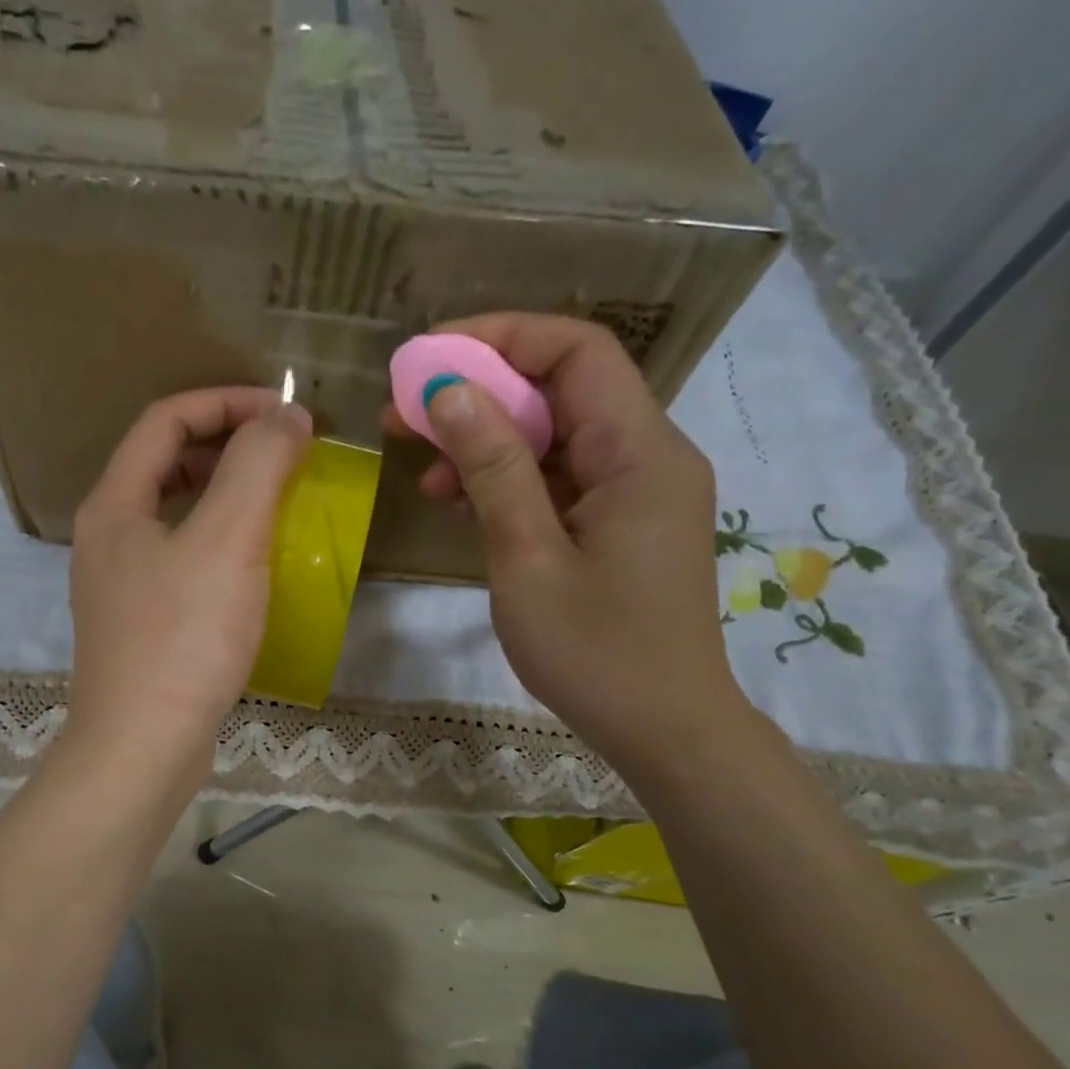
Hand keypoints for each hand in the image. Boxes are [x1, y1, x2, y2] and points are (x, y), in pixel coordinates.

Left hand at [66, 387, 312, 789]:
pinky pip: (180, 560)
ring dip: (223, 495)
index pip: (165, 420)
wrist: (142, 747)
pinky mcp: (139, 624)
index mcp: (114, 504)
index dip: (226, 402)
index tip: (285, 415)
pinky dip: (218, 543)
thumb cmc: (184, 638)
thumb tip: (284, 415)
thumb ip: (258, 465)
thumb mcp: (228, 539)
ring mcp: (119, 584)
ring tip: (275, 503)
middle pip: (163, 462)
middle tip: (282, 455)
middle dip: (225, 444)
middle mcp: (107, 537)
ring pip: (173, 514)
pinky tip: (254, 567)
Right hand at [385, 314, 746, 771]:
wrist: (664, 730)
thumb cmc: (596, 653)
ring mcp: (636, 492)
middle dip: (480, 391)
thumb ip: (494, 470)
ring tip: (423, 472)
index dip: (500, 338)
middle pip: (563, 388)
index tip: (427, 360)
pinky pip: (561, 478)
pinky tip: (461, 503)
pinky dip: (510, 480)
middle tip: (405, 415)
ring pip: (557, 435)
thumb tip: (451, 393)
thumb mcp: (528, 559)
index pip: (576, 351)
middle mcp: (648, 456)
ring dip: (488, 441)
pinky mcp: (620, 524)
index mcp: (639, 453)